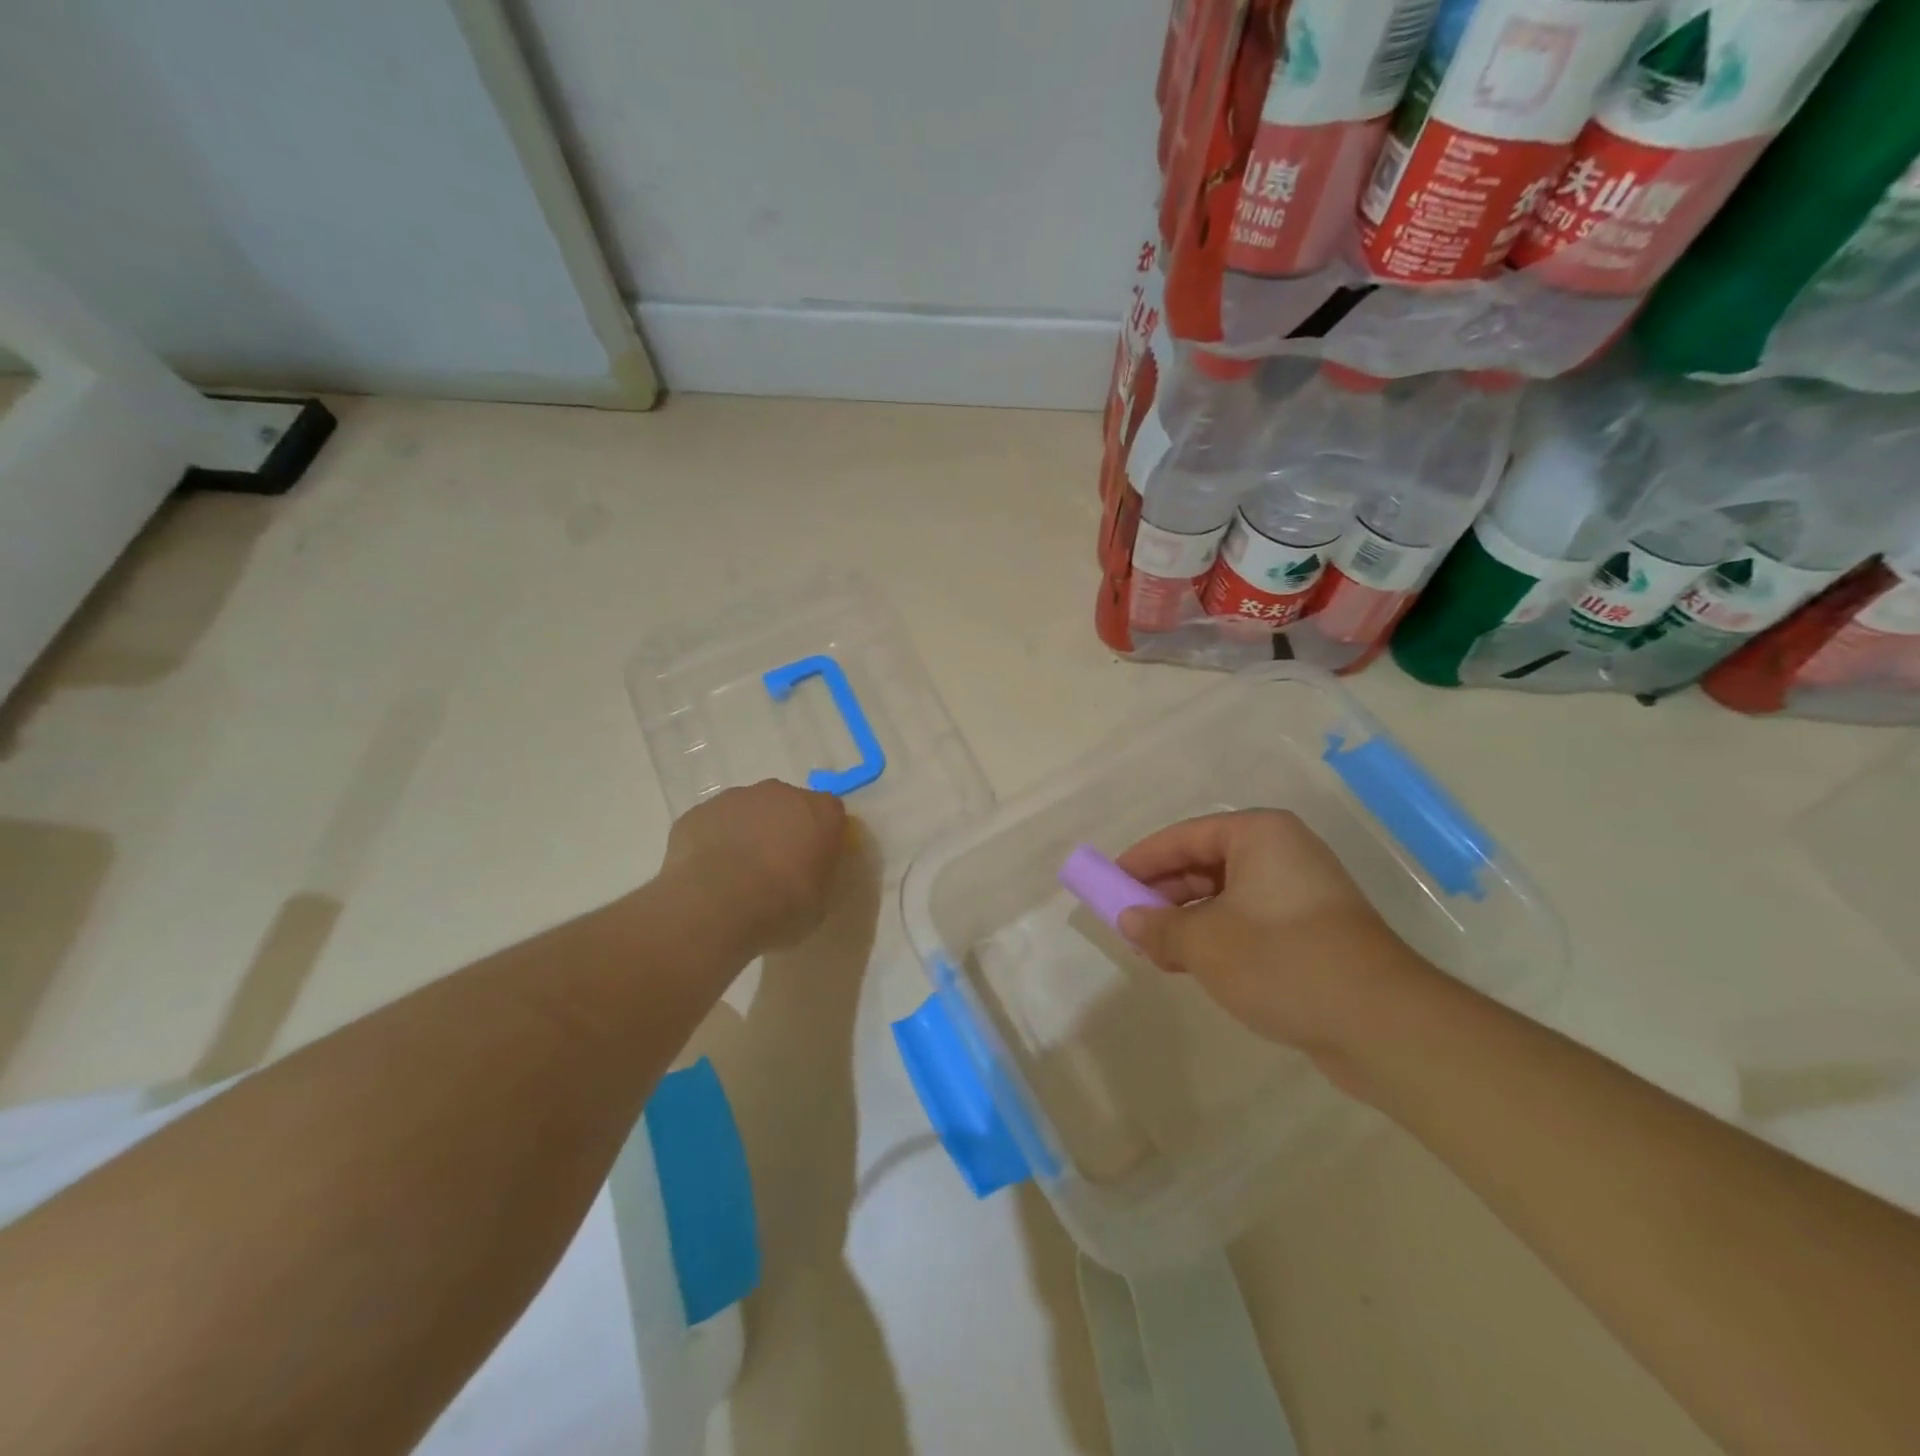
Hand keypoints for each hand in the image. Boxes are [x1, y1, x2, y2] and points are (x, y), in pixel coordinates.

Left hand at [662, 781, 848, 950]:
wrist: (715, 904)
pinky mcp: (700, 811)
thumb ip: (818, 878)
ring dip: (748, 833)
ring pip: (749, 811)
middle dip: (784, 829)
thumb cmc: (780, 905)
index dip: (823, 837)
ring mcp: (737, 798)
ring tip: (737, 874)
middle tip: (776, 868)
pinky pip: (715, 824)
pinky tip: (709, 873)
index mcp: (821, 812)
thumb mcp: (819, 904)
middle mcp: (782, 794)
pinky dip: (715, 841)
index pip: (831, 814)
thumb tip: (808, 875)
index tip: (814, 862)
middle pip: (789, 805)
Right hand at [1115, 810, 1434, 1068]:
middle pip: (1205, 864)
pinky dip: (1216, 937)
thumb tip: (1128, 919)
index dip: (1142, 860)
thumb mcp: (1204, 942)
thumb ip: (1158, 925)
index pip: (1184, 836)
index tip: (1109, 883)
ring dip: (1187, 921)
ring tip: (1154, 950)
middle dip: (1164, 894)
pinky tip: (1190, 965)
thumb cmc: (1281, 960)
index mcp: (1259, 835)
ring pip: (1225, 896)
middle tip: (1129, 922)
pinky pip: (1248, 921)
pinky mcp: (1312, 931)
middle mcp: (1282, 853)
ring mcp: (1301, 892)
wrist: (1379, 1023)